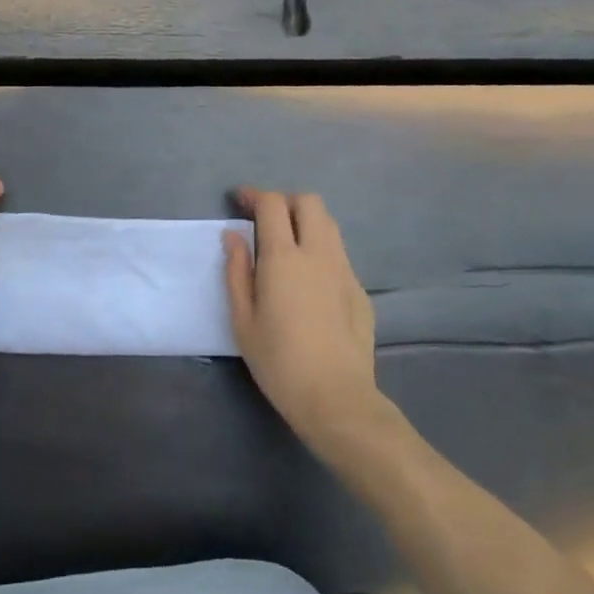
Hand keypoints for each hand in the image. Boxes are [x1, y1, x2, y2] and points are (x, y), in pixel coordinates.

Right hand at [223, 189, 386, 460]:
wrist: (337, 398)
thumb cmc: (279, 362)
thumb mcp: (243, 320)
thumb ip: (236, 271)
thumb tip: (233, 235)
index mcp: (284, 257)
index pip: (272, 204)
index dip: (254, 195)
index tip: (240, 201)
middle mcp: (318, 252)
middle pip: (308, 202)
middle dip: (285, 201)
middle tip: (266, 220)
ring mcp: (344, 269)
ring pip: (328, 223)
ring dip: (306, 221)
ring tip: (289, 243)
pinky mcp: (359, 289)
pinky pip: (339, 253)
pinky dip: (321, 249)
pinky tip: (310, 278)